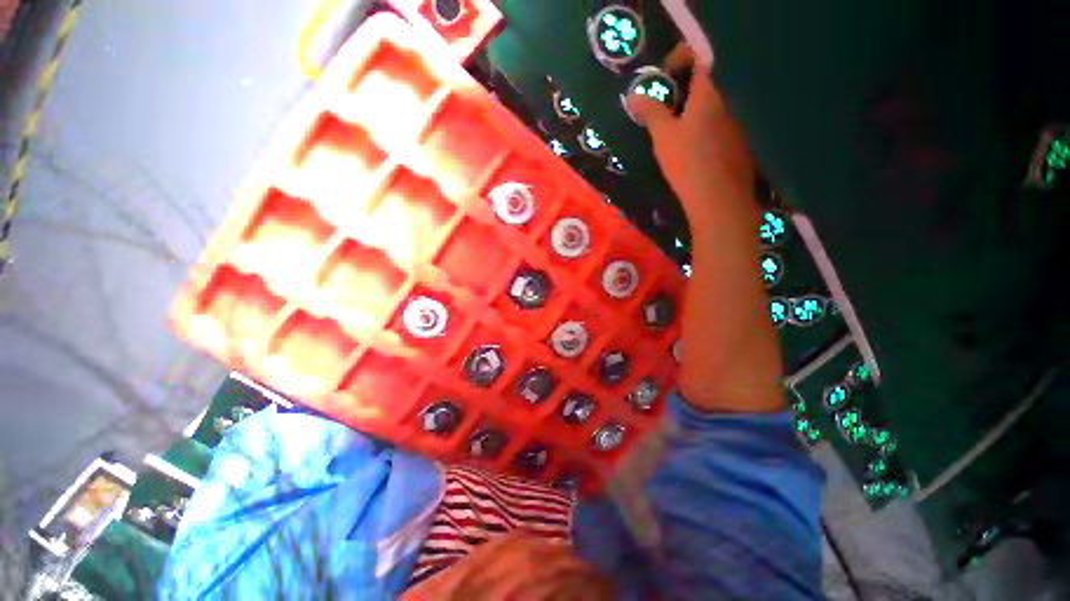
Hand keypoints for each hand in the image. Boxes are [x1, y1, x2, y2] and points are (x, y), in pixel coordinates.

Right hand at [626, 44, 755, 219]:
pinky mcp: (739, 140)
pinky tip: (693, 145)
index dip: (678, 58)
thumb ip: (650, 112)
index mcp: (711, 91)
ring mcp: (738, 120)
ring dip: (693, 106)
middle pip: (707, 79)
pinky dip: (704, 123)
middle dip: (683, 86)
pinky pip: (720, 120)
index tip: (662, 77)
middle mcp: (730, 98)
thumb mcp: (663, 136)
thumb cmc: (688, 162)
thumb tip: (633, 96)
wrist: (718, 198)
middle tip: (663, 105)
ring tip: (674, 127)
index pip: (699, 55)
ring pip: (714, 102)